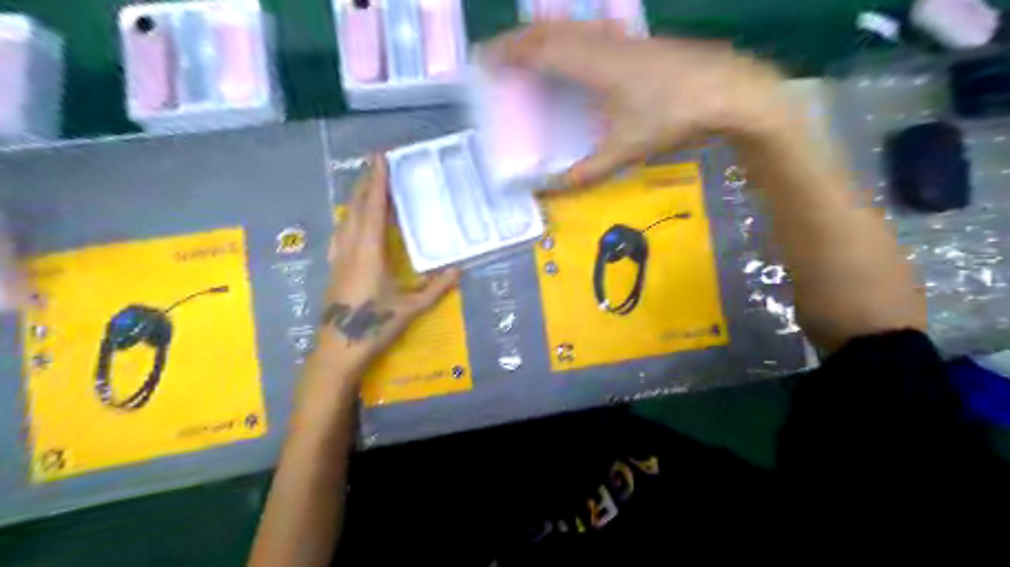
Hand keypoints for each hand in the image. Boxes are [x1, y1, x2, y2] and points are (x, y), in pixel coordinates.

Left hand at [312, 157, 460, 381]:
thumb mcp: (411, 307)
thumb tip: (458, 270)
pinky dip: (349, 217)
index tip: (380, 157)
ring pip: (345, 218)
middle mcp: (351, 247)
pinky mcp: (334, 267)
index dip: (378, 181)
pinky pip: (341, 232)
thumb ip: (436, 287)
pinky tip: (351, 221)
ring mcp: (339, 256)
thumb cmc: (375, 325)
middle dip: (366, 182)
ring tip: (367, 185)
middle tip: (375, 162)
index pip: (374, 208)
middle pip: (357, 207)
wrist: (338, 349)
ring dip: (356, 198)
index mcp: (370, 252)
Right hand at [484, 23, 792, 185]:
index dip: (509, 53)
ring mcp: (622, 38)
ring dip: (543, 35)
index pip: (540, 52)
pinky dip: (569, 36)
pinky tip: (573, 47)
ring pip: (572, 27)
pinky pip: (591, 31)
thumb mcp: (626, 150)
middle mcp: (602, 44)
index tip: (485, 59)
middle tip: (497, 53)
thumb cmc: (672, 118)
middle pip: (551, 33)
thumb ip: (588, 171)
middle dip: (519, 40)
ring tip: (526, 49)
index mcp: (593, 66)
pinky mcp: (637, 41)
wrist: (728, 89)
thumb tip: (557, 189)